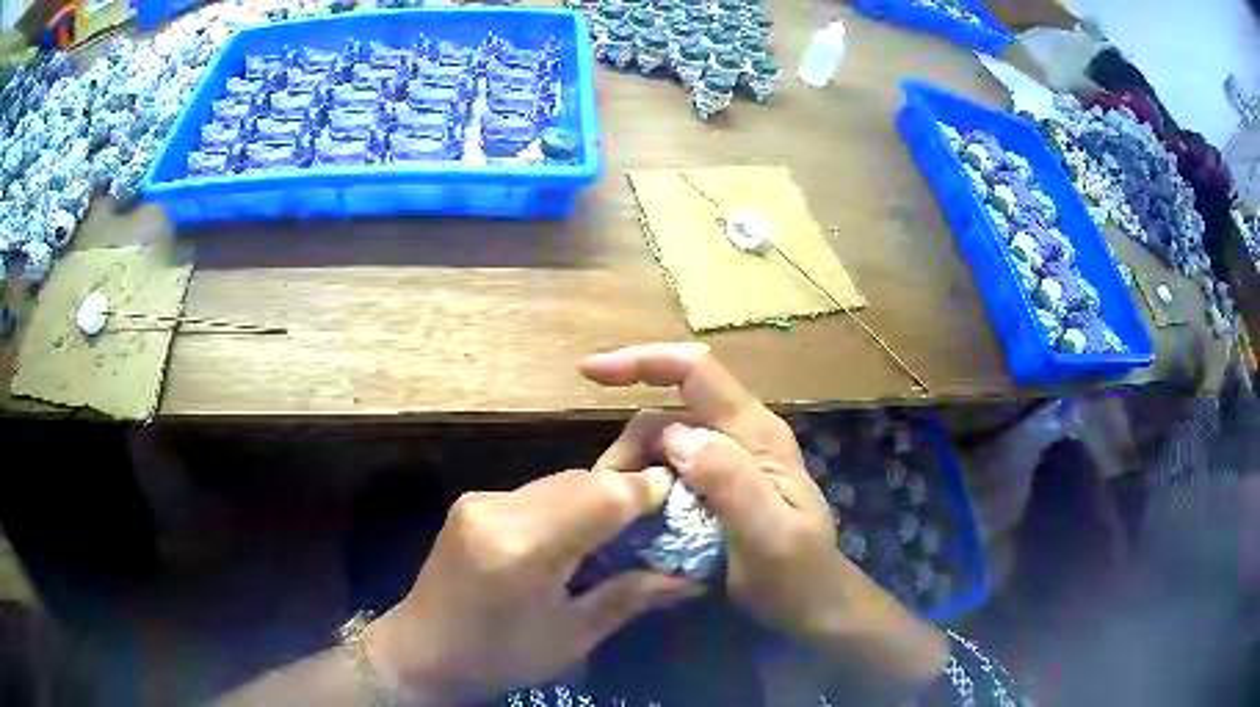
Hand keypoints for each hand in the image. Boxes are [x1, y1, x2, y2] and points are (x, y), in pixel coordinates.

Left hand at [363, 468, 703, 705]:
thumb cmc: (500, 657)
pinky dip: (566, 504)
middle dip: (624, 493)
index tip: (679, 496)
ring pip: (559, 481)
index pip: (599, 496)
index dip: (644, 491)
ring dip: (595, 498)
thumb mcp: (572, 638)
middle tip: (656, 520)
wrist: (421, 651)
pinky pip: (536, 491)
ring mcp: (479, 499)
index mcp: (523, 549)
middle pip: (580, 481)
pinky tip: (574, 534)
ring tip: (621, 529)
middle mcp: (498, 509)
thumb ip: (630, 597)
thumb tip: (689, 578)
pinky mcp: (472, 500)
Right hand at [580, 343, 947, 700]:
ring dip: (633, 473)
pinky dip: (643, 489)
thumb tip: (676, 435)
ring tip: (621, 517)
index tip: (589, 372)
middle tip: (607, 497)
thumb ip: (731, 484)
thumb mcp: (770, 536)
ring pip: (662, 445)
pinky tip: (636, 521)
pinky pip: (667, 473)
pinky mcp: (717, 487)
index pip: (696, 373)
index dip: (642, 361)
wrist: (813, 606)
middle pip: (667, 414)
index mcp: (756, 435)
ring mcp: (729, 461)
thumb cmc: (797, 575)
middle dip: (629, 446)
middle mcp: (740, 436)